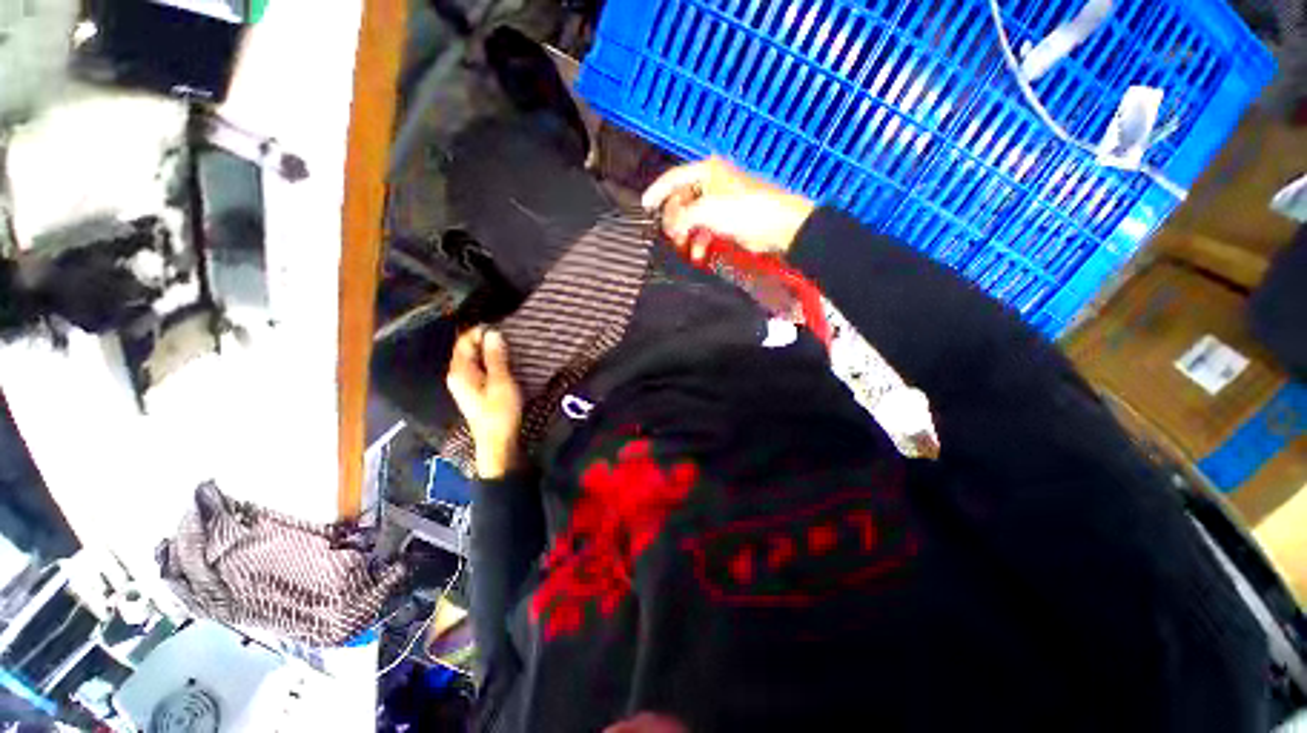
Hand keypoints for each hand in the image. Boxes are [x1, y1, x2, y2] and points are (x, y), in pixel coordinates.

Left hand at [446, 327, 523, 478]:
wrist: (498, 442)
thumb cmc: (500, 412)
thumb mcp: (501, 382)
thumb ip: (496, 357)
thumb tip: (492, 333)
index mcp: (460, 372)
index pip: (464, 341)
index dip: (480, 331)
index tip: (502, 326)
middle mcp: (457, 375)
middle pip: (467, 349)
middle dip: (485, 339)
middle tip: (508, 335)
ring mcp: (464, 384)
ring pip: (474, 358)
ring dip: (489, 350)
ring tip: (509, 346)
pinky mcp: (473, 391)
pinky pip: (478, 368)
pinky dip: (489, 361)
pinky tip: (503, 361)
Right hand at [641, 157, 815, 259]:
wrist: (777, 225)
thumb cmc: (742, 209)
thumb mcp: (706, 211)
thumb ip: (681, 218)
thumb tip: (670, 228)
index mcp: (706, 171)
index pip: (673, 178)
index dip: (656, 192)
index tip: (643, 208)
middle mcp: (710, 184)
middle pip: (681, 201)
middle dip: (674, 221)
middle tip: (671, 236)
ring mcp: (718, 203)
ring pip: (692, 219)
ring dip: (686, 235)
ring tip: (683, 247)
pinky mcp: (726, 221)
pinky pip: (704, 230)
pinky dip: (700, 242)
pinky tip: (698, 254)